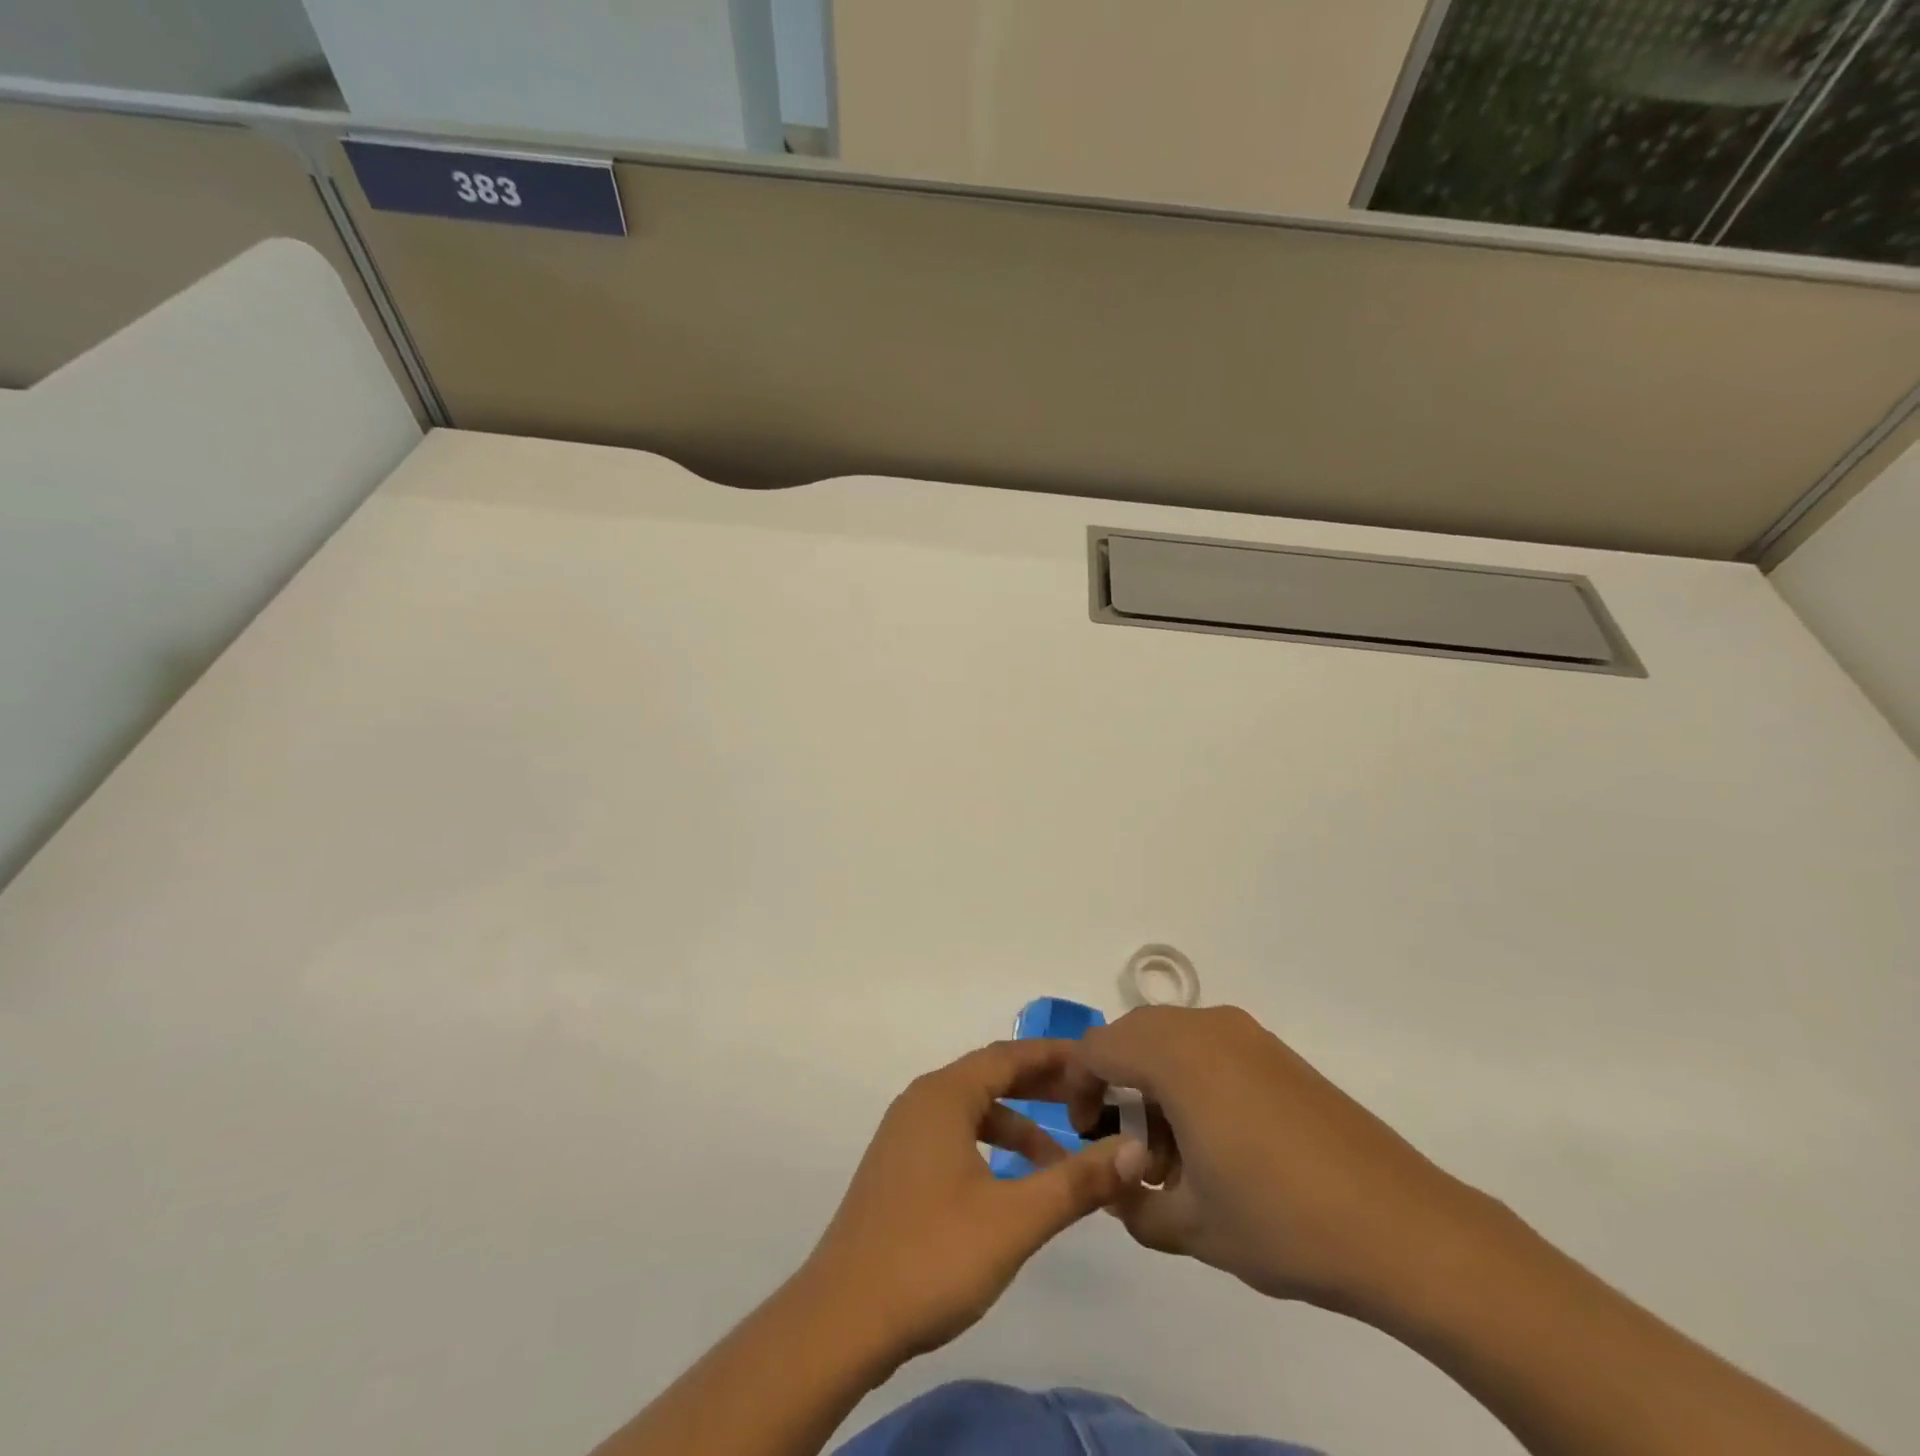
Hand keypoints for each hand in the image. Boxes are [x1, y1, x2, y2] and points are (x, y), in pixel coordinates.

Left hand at [802, 1040, 1151, 1367]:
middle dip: (1040, 1086)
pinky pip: (955, 1136)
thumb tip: (1135, 1151)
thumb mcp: (1014, 1220)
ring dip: (1017, 1123)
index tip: (1098, 1060)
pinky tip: (1012, 1183)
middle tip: (1090, 1100)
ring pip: (972, 1111)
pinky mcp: (898, 1169)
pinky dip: (991, 1146)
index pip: (1008, 1055)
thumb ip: (1076, 1182)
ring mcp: (904, 1136)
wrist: (842, 1320)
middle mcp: (921, 1102)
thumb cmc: (931, 1256)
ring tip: (1061, 1156)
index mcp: (943, 1096)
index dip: (1054, 1055)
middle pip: (989, 1077)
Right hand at [1072, 1006, 1488, 1319]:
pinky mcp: (1278, 1054)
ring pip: (1172, 1039)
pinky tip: (1218, 1142)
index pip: (1096, 1047)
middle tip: (1126, 1146)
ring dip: (1154, 1082)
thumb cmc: (1280, 1221)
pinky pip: (1211, 1048)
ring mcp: (1247, 1036)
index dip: (1075, 1085)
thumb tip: (1115, 1188)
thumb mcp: (1189, 1227)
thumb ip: (1133, 1204)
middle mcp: (1206, 1027)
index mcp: (1175, 1055)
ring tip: (1174, 1155)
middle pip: (1132, 1034)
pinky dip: (1191, 1079)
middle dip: (1115, 1082)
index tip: (1082, 1133)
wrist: (1402, 1228)